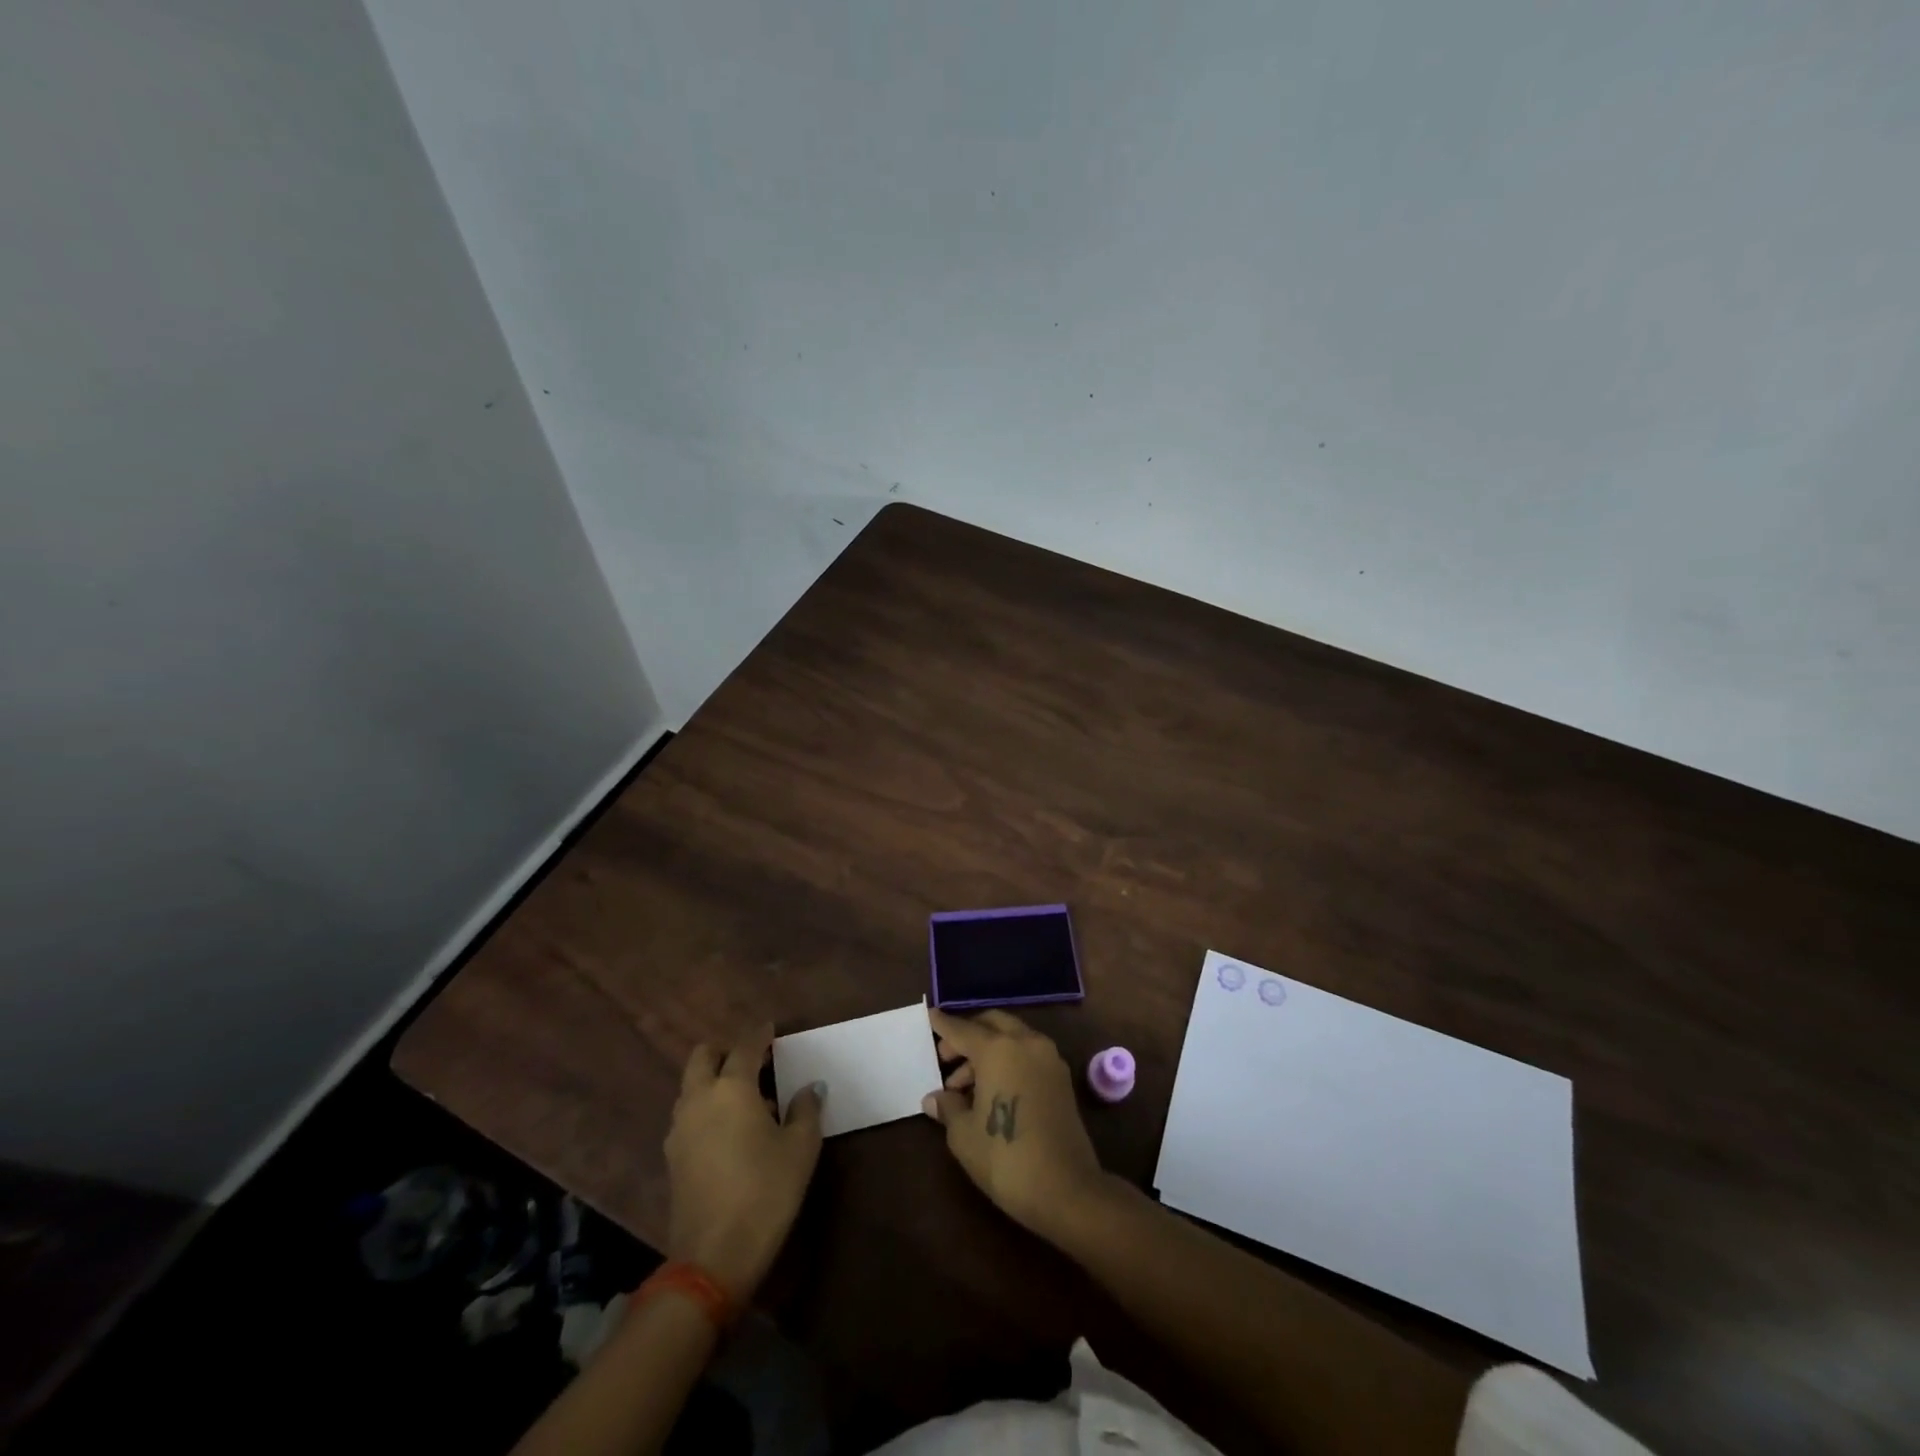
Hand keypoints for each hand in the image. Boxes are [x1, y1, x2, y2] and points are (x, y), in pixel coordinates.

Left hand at [664, 1025, 823, 1303]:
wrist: (713, 1258)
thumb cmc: (766, 1192)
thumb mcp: (800, 1148)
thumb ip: (806, 1109)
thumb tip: (809, 1088)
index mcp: (731, 1087)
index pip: (745, 1046)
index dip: (761, 1035)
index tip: (773, 1031)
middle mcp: (699, 1098)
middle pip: (703, 1056)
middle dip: (725, 1051)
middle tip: (753, 1061)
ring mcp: (680, 1128)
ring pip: (692, 1086)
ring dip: (713, 1080)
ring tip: (745, 1098)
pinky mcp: (672, 1157)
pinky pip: (688, 1114)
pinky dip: (706, 1107)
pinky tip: (729, 1129)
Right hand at [922, 1007, 1108, 1242]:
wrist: (1067, 1189)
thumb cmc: (1006, 1158)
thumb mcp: (964, 1135)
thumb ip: (948, 1107)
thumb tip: (935, 1098)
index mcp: (998, 1049)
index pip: (963, 1029)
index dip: (943, 1024)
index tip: (930, 1015)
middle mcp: (1026, 1043)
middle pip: (992, 1024)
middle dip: (968, 1035)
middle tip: (946, 1058)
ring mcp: (1048, 1058)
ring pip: (1012, 1038)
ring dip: (987, 1051)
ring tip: (963, 1088)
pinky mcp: (1061, 1078)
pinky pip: (1027, 1054)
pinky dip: (1007, 1060)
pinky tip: (991, 1091)